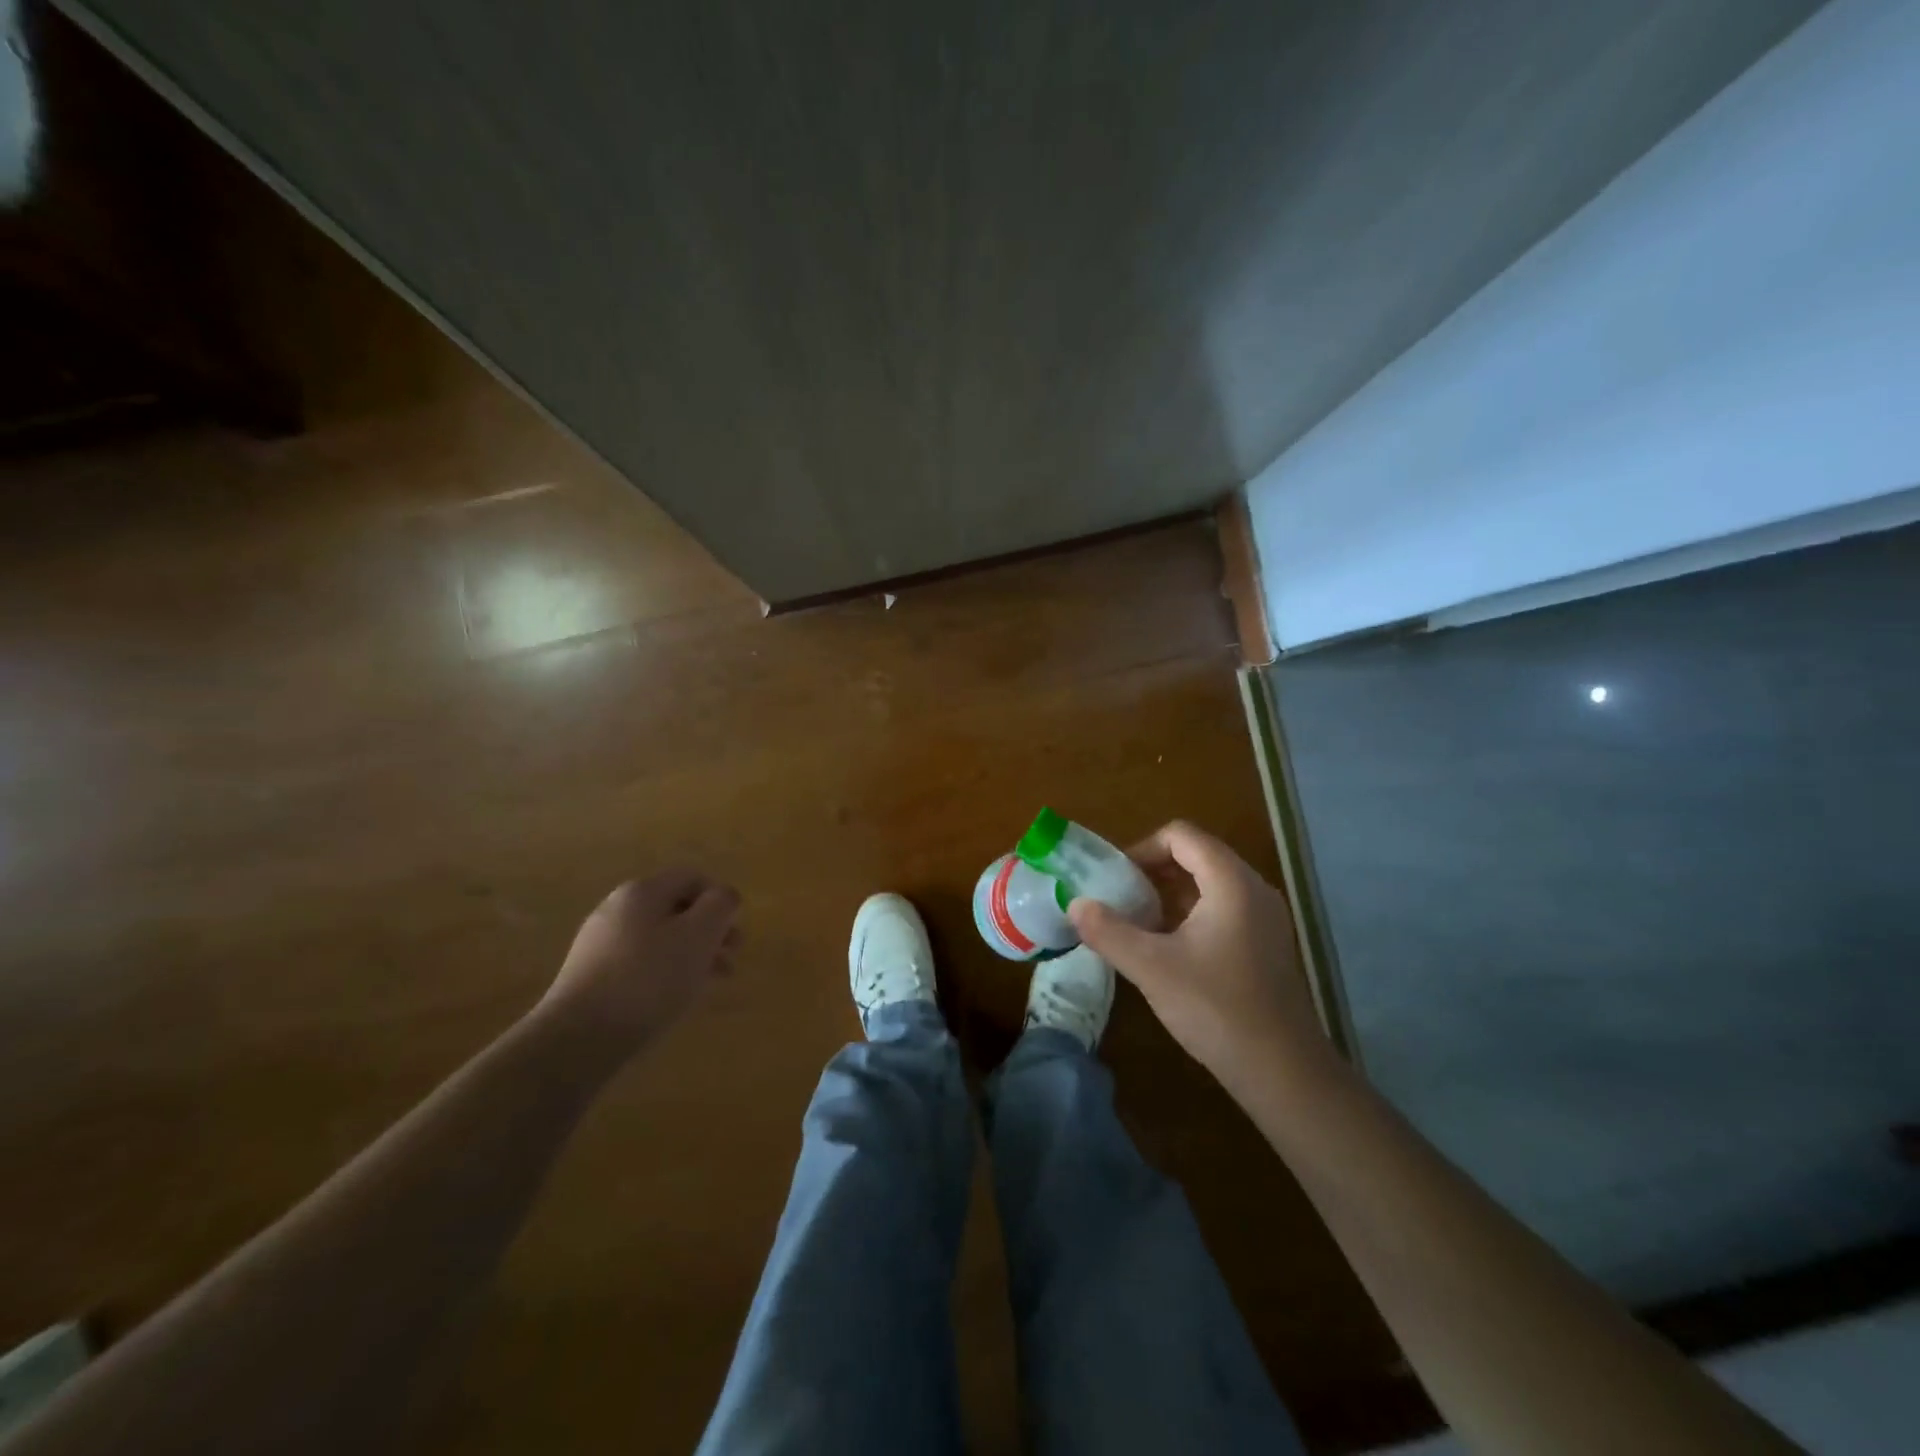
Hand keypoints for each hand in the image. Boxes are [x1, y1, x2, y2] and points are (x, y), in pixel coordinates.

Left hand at [537, 870, 741, 1063]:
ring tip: (707, 984)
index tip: (734, 935)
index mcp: (642, 891)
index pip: (693, 878)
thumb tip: (724, 897)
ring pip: (659, 938)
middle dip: (708, 931)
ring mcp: (599, 943)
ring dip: (690, 954)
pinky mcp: (590, 976)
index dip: (721, 900)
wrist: (577, 1039)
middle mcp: (617, 908)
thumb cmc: (648, 980)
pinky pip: (639, 962)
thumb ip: (720, 906)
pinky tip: (673, 998)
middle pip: (676, 908)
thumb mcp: (699, 936)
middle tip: (729, 960)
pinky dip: (663, 972)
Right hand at [1067, 821, 1332, 1093]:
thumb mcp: (1151, 968)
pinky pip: (1223, 909)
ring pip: (1210, 884)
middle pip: (1197, 855)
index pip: (1181, 836)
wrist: (1284, 1073)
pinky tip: (1168, 950)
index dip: (1142, 848)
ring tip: (1138, 924)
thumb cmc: (1216, 1008)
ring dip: (1170, 895)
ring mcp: (1265, 918)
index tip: (1115, 879)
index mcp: (1231, 882)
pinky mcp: (1267, 945)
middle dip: (1153, 871)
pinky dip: (1191, 915)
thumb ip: (1109, 931)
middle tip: (1120, 899)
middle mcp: (1253, 889)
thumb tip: (1075, 905)